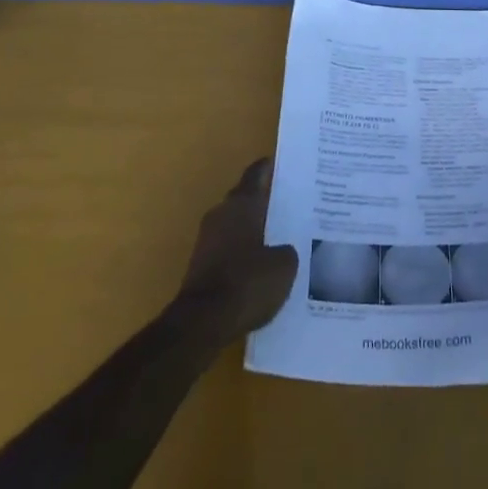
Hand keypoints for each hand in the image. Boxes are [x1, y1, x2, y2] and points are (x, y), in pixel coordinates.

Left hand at [177, 158, 298, 342]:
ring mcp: (207, 239)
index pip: (256, 174)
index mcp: (242, 203)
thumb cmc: (247, 283)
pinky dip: (240, 253)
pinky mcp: (199, 265)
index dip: (269, 168)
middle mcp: (221, 213)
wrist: (201, 322)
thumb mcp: (284, 267)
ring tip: (276, 239)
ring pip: (234, 225)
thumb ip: (287, 251)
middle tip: (287, 207)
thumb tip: (283, 250)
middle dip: (262, 202)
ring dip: (250, 229)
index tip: (282, 165)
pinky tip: (257, 268)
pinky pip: (226, 249)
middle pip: (244, 198)